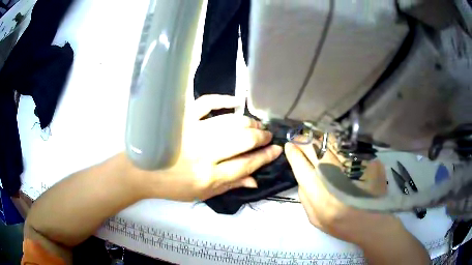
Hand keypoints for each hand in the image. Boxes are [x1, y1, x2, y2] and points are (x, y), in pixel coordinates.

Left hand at [141, 95, 281, 201]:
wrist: (143, 171)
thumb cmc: (172, 186)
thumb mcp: (202, 194)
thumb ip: (230, 186)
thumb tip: (256, 180)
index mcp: (209, 176)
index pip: (246, 164)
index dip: (265, 157)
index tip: (276, 150)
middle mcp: (203, 153)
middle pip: (243, 140)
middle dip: (261, 137)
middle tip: (267, 136)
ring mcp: (193, 131)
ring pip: (230, 122)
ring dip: (248, 122)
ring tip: (256, 124)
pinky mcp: (182, 117)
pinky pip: (207, 102)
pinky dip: (223, 100)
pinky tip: (236, 103)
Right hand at [284, 140, 403, 245]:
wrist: (370, 224)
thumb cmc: (341, 226)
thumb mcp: (316, 219)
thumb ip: (305, 198)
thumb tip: (301, 176)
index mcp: (321, 198)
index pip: (302, 169)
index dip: (294, 155)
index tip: (289, 146)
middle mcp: (336, 180)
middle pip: (316, 153)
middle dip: (304, 141)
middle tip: (298, 136)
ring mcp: (352, 170)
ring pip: (331, 146)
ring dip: (318, 138)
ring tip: (311, 135)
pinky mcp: (365, 165)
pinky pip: (346, 148)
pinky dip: (335, 142)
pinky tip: (329, 140)